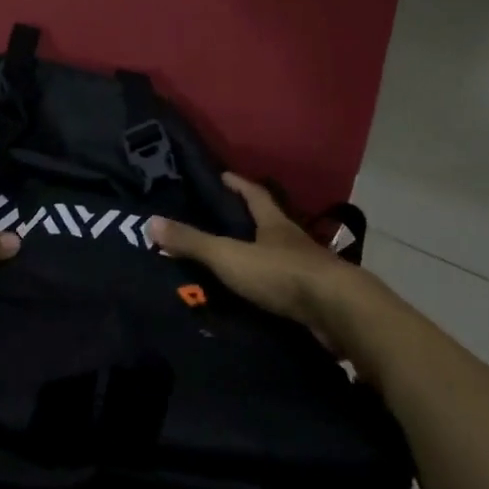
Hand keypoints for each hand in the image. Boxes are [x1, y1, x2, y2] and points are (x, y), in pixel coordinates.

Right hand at [147, 174, 350, 333]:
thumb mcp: (229, 255)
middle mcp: (294, 242)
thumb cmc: (281, 274)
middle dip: (251, 220)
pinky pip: (287, 288)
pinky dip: (272, 289)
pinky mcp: (316, 300)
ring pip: (281, 257)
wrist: (338, 313)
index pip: (256, 195)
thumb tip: (150, 222)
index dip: (239, 185)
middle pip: (271, 224)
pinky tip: (259, 298)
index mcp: (275, 224)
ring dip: (263, 257)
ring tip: (237, 262)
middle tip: (225, 220)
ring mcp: (309, 271)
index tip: (225, 176)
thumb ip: (192, 242)